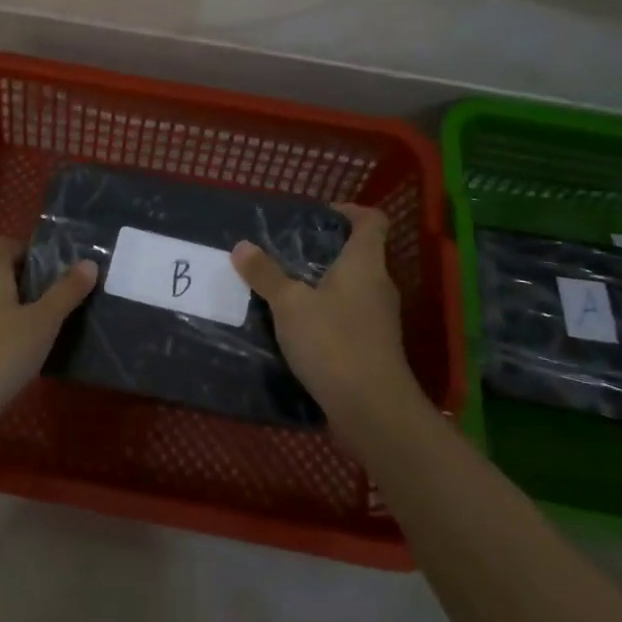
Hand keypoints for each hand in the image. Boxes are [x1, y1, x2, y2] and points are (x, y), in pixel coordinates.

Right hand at [232, 203, 420, 440]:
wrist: (372, 410)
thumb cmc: (333, 342)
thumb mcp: (289, 304)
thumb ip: (266, 274)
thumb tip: (242, 245)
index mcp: (365, 263)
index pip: (371, 220)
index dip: (348, 211)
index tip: (317, 216)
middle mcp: (378, 285)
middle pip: (359, 254)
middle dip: (324, 250)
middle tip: (286, 252)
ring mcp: (379, 319)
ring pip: (351, 288)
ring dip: (321, 284)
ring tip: (284, 287)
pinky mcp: (372, 347)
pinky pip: (347, 316)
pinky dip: (325, 314)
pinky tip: (296, 327)